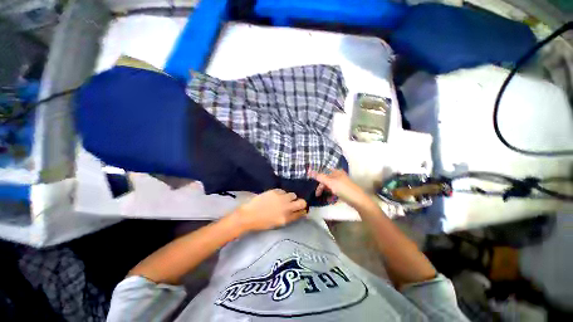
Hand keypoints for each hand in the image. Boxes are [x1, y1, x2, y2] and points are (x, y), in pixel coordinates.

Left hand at [232, 189, 307, 232]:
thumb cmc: (262, 222)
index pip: (301, 213)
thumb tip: (296, 212)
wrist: (249, 215)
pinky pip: (283, 191)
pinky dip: (281, 194)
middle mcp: (286, 208)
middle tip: (296, 203)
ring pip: (293, 194)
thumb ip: (288, 217)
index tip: (302, 209)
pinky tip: (276, 196)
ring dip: (290, 197)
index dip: (303, 211)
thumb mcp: (277, 223)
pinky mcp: (274, 192)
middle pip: (301, 202)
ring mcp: (281, 198)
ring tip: (284, 199)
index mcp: (286, 218)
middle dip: (301, 203)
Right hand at [310, 169, 370, 209]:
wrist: (358, 200)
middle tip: (317, 194)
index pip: (323, 173)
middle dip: (321, 187)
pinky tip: (328, 199)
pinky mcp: (343, 190)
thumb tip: (309, 171)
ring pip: (329, 186)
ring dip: (325, 191)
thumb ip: (320, 177)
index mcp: (336, 172)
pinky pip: (333, 191)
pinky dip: (330, 194)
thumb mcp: (330, 182)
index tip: (312, 185)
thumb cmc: (344, 189)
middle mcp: (338, 176)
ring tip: (321, 197)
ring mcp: (341, 183)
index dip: (317, 178)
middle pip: (326, 180)